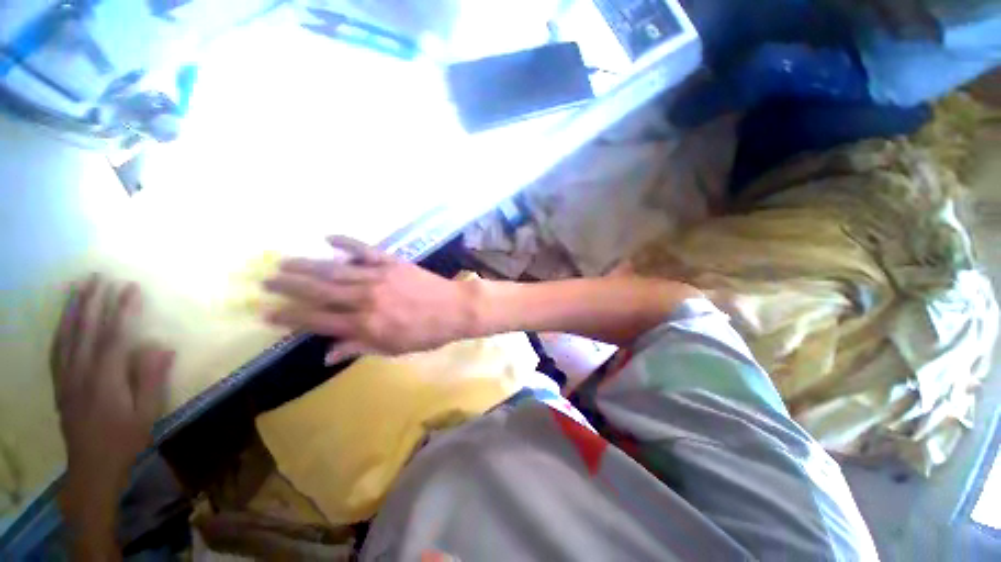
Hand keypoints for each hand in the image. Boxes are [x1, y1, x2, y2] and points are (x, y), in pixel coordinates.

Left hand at [51, 275, 173, 552]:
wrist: (91, 467)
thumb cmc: (125, 440)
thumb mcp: (147, 414)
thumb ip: (152, 379)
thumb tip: (161, 346)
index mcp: (105, 380)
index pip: (113, 336)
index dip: (122, 310)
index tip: (130, 287)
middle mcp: (80, 373)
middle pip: (85, 330)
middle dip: (92, 301)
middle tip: (99, 275)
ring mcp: (65, 378)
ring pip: (65, 336)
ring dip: (72, 309)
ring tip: (78, 286)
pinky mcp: (59, 384)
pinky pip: (56, 349)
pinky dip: (60, 328)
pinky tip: (64, 318)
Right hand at [263, 236, 475, 363]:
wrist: (456, 309)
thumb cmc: (427, 333)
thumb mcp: (394, 348)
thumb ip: (359, 348)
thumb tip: (325, 355)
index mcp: (365, 324)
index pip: (318, 320)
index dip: (290, 317)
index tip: (267, 313)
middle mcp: (366, 298)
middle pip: (320, 291)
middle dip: (291, 286)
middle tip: (266, 281)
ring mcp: (379, 276)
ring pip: (336, 269)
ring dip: (308, 265)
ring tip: (284, 261)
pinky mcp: (393, 262)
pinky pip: (365, 250)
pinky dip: (347, 242)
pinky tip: (329, 238)